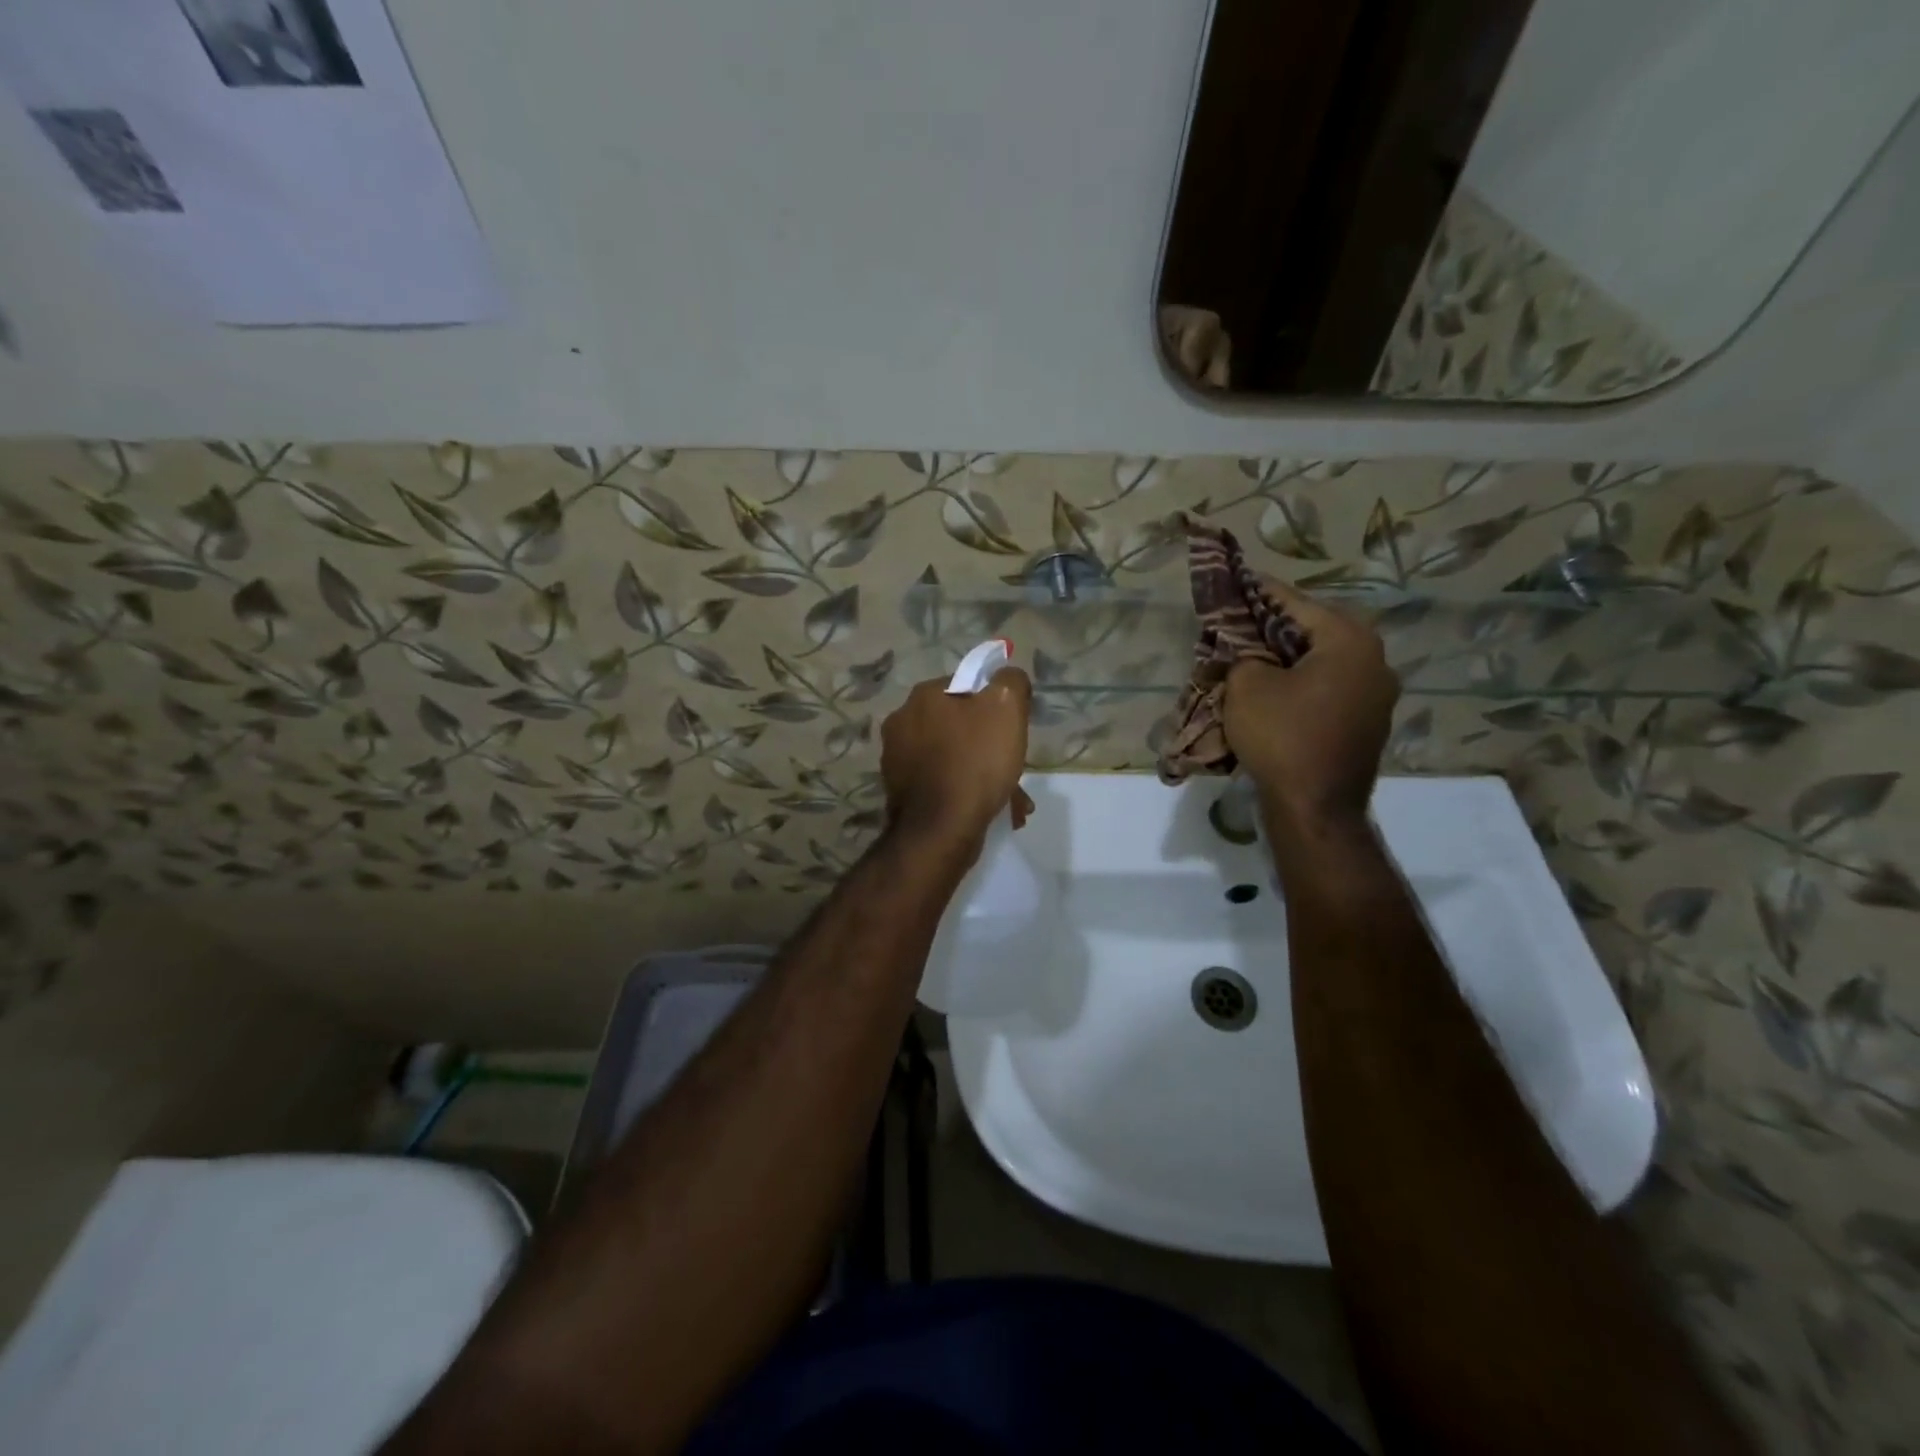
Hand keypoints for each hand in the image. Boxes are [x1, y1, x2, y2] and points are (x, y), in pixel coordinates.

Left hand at [881, 668, 1033, 852]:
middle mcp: (902, 722)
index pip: (966, 686)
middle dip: (989, 744)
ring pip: (953, 757)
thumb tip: (1008, 677)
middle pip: (959, 725)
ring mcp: (897, 759)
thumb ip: (1010, 683)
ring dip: (981, 772)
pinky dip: (965, 792)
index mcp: (923, 696)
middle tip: (1012, 765)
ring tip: (1010, 798)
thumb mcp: (1006, 709)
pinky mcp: (900, 792)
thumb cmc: (975, 762)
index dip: (994, 705)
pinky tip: (989, 810)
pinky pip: (942, 783)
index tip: (1011, 728)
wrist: (940, 830)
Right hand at [1223, 582, 1397, 838]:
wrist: (1316, 808)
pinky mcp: (1367, 725)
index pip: (1297, 604)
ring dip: (1290, 659)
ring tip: (1254, 658)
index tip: (1239, 581)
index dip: (1261, 593)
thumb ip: (1245, 655)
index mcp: (1350, 641)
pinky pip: (1330, 690)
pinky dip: (1303, 685)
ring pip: (1324, 663)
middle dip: (1275, 628)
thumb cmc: (1282, 737)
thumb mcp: (1247, 686)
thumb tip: (1249, 654)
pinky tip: (1276, 693)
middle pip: (1315, 632)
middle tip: (1241, 625)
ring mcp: (1377, 697)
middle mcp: (1375, 662)